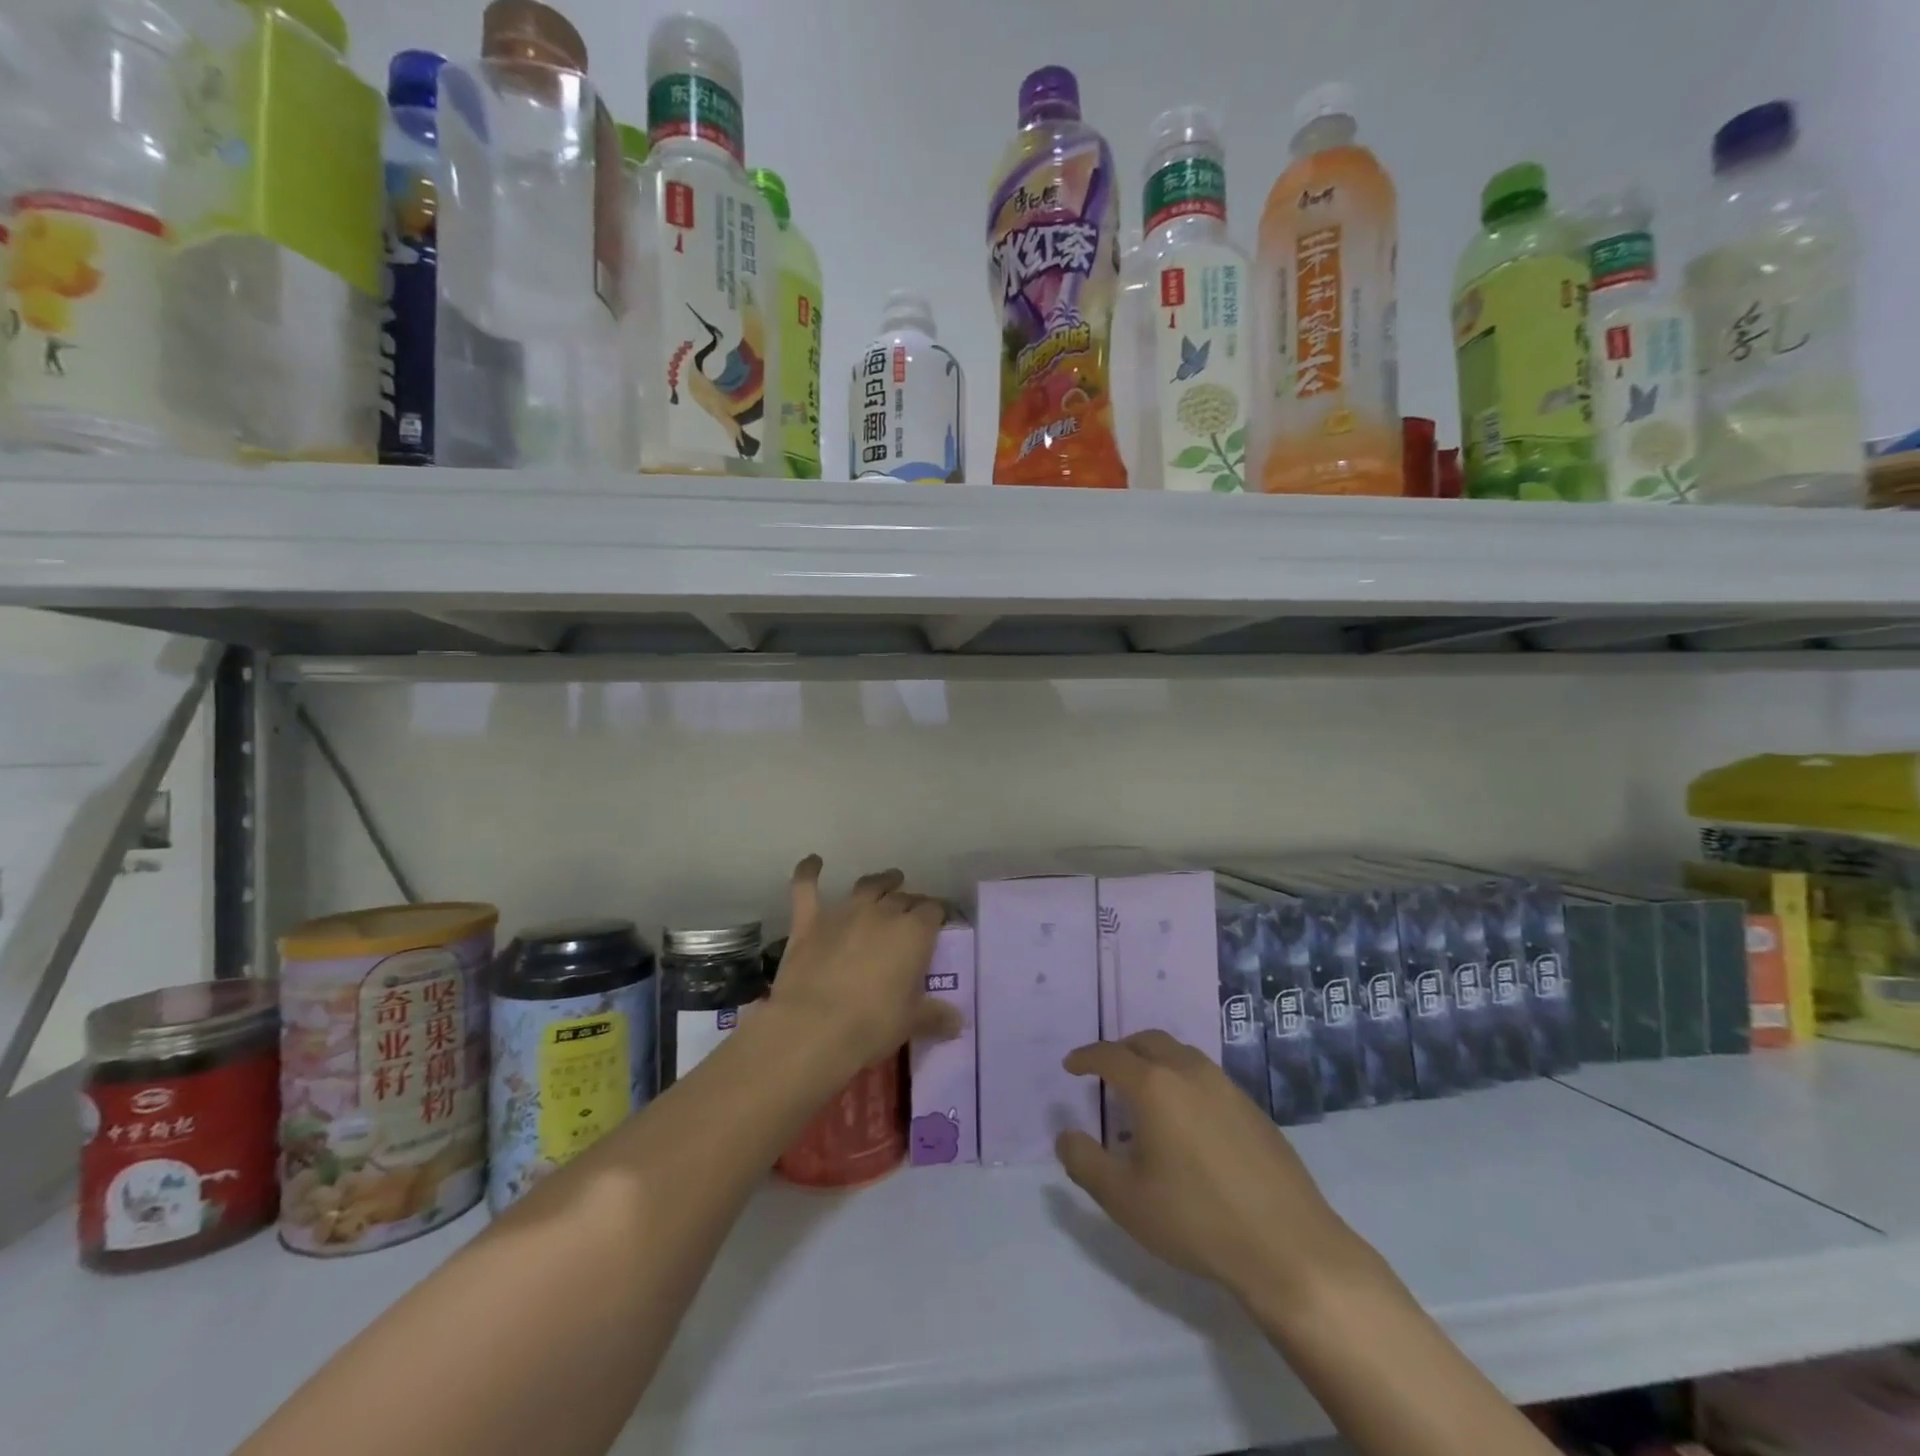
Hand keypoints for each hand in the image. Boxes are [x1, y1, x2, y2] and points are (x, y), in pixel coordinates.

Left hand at [768, 857, 958, 1073]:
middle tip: (913, 912)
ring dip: (879, 882)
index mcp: (914, 932)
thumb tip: (957, 1022)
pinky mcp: (810, 921)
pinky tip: (812, 861)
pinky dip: (809, 871)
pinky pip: (807, 888)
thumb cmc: (872, 1025)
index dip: (938, 914)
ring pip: (867, 886)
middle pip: (902, 898)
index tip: (939, 922)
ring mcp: (844, 912)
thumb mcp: (911, 1022)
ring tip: (887, 880)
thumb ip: (935, 1016)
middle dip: (911, 902)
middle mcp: (882, 912)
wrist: (813, 1027)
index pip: (934, 911)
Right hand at [1055, 1032, 1364, 1306]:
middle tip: (1106, 1071)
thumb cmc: (1196, 1220)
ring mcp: (1227, 1087)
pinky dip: (1183, 1080)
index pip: (1111, 1056)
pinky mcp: (1253, 1109)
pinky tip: (1186, 1119)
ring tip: (1144, 1091)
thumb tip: (1065, 1135)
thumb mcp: (1125, 1200)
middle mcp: (1190, 1072)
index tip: (1071, 1065)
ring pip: (1181, 1054)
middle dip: (1122, 1050)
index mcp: (1155, 1086)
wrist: (1289, 1248)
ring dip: (1155, 1061)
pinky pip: (1206, 1076)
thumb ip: (1085, 1163)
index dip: (1086, 1057)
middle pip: (1148, 1042)